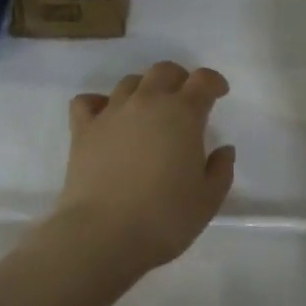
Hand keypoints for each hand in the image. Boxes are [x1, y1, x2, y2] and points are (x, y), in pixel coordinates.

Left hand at [51, 61, 236, 274]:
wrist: (103, 235)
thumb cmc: (164, 218)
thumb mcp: (208, 200)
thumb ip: (221, 169)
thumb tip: (223, 149)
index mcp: (182, 114)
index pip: (202, 80)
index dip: (213, 82)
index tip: (218, 93)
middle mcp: (147, 102)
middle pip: (164, 71)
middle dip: (179, 79)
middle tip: (184, 100)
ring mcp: (111, 112)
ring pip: (129, 82)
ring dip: (144, 90)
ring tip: (147, 112)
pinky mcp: (83, 129)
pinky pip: (88, 101)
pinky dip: (98, 103)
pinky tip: (105, 118)